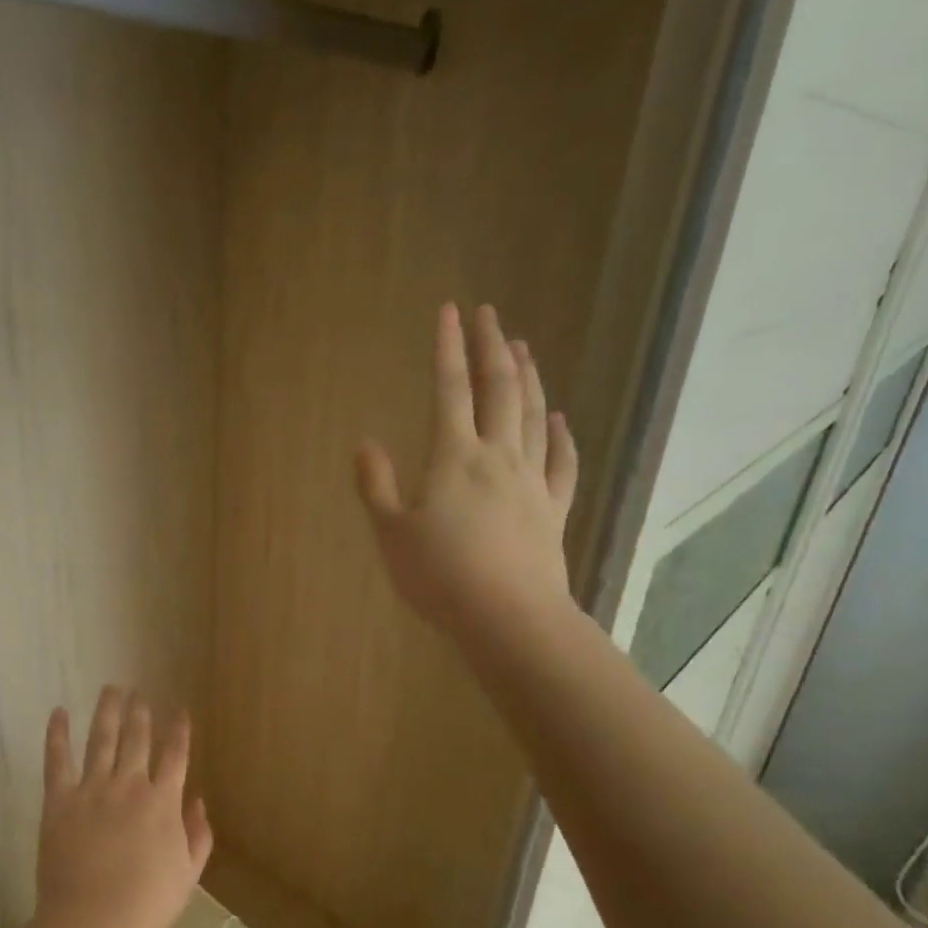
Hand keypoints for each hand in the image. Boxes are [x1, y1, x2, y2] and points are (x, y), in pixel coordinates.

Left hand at [34, 687, 212, 927]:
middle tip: (139, 693)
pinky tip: (58, 712)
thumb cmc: (147, 903)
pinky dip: (57, 734)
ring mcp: (93, 789)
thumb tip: (198, 800)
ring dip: (108, 711)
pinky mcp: (60, 799)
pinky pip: (57, 759)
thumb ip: (198, 834)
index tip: (179, 710)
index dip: (179, 730)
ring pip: (102, 739)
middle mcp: (130, 785)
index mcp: (163, 802)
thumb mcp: (188, 873)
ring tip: (111, 689)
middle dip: (140, 713)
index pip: (175, 755)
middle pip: (137, 739)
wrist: (94, 920)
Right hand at [355, 302, 579, 639]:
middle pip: (499, 390)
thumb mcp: (391, 533)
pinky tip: (561, 418)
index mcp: (454, 457)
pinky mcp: (552, 508)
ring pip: (534, 416)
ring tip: (524, 348)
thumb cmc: (440, 576)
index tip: (451, 311)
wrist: (508, 615)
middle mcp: (497, 456)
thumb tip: (365, 444)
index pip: (449, 390)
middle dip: (493, 348)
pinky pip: (562, 461)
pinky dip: (563, 435)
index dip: (448, 349)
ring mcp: (531, 481)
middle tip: (491, 314)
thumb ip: (377, 486)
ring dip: (529, 378)